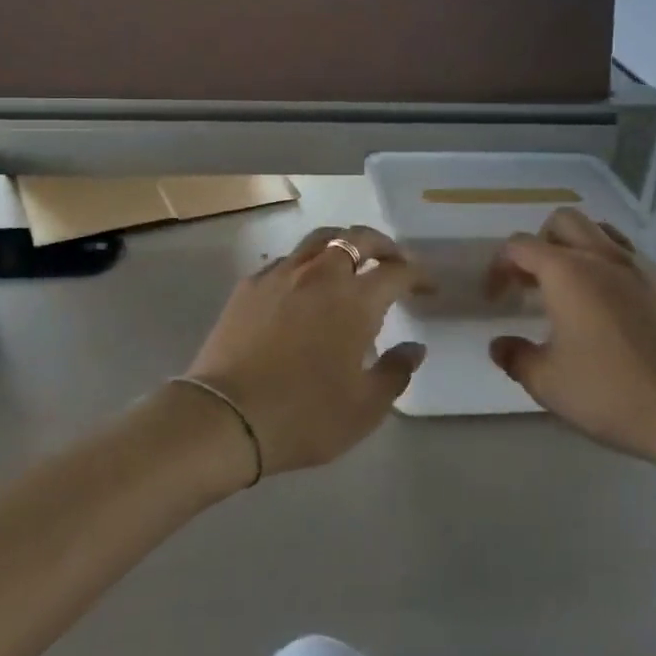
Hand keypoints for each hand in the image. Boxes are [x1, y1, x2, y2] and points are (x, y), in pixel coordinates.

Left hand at [184, 225, 424, 477]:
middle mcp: (320, 274)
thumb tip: (414, 348)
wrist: (227, 417)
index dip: (417, 275)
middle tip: (393, 261)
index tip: (427, 287)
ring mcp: (281, 274)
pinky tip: (305, 283)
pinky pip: (287, 259)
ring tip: (351, 260)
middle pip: (357, 238)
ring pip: (319, 239)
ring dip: (343, 242)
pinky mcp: (250, 284)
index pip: (396, 271)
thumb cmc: (305, 415)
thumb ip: (396, 372)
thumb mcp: (365, 408)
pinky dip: (307, 262)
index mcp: (355, 300)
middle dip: (382, 245)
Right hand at [488, 209, 655, 469]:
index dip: (499, 267)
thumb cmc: (611, 393)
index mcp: (567, 272)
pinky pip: (627, 253)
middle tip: (531, 282)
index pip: (520, 246)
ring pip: (599, 230)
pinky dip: (607, 262)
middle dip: (539, 243)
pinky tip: (607, 302)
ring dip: (576, 246)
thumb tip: (499, 345)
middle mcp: (602, 257)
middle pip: (562, 221)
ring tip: (568, 285)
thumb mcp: (547, 382)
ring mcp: (639, 267)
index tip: (496, 300)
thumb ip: (515, 356)